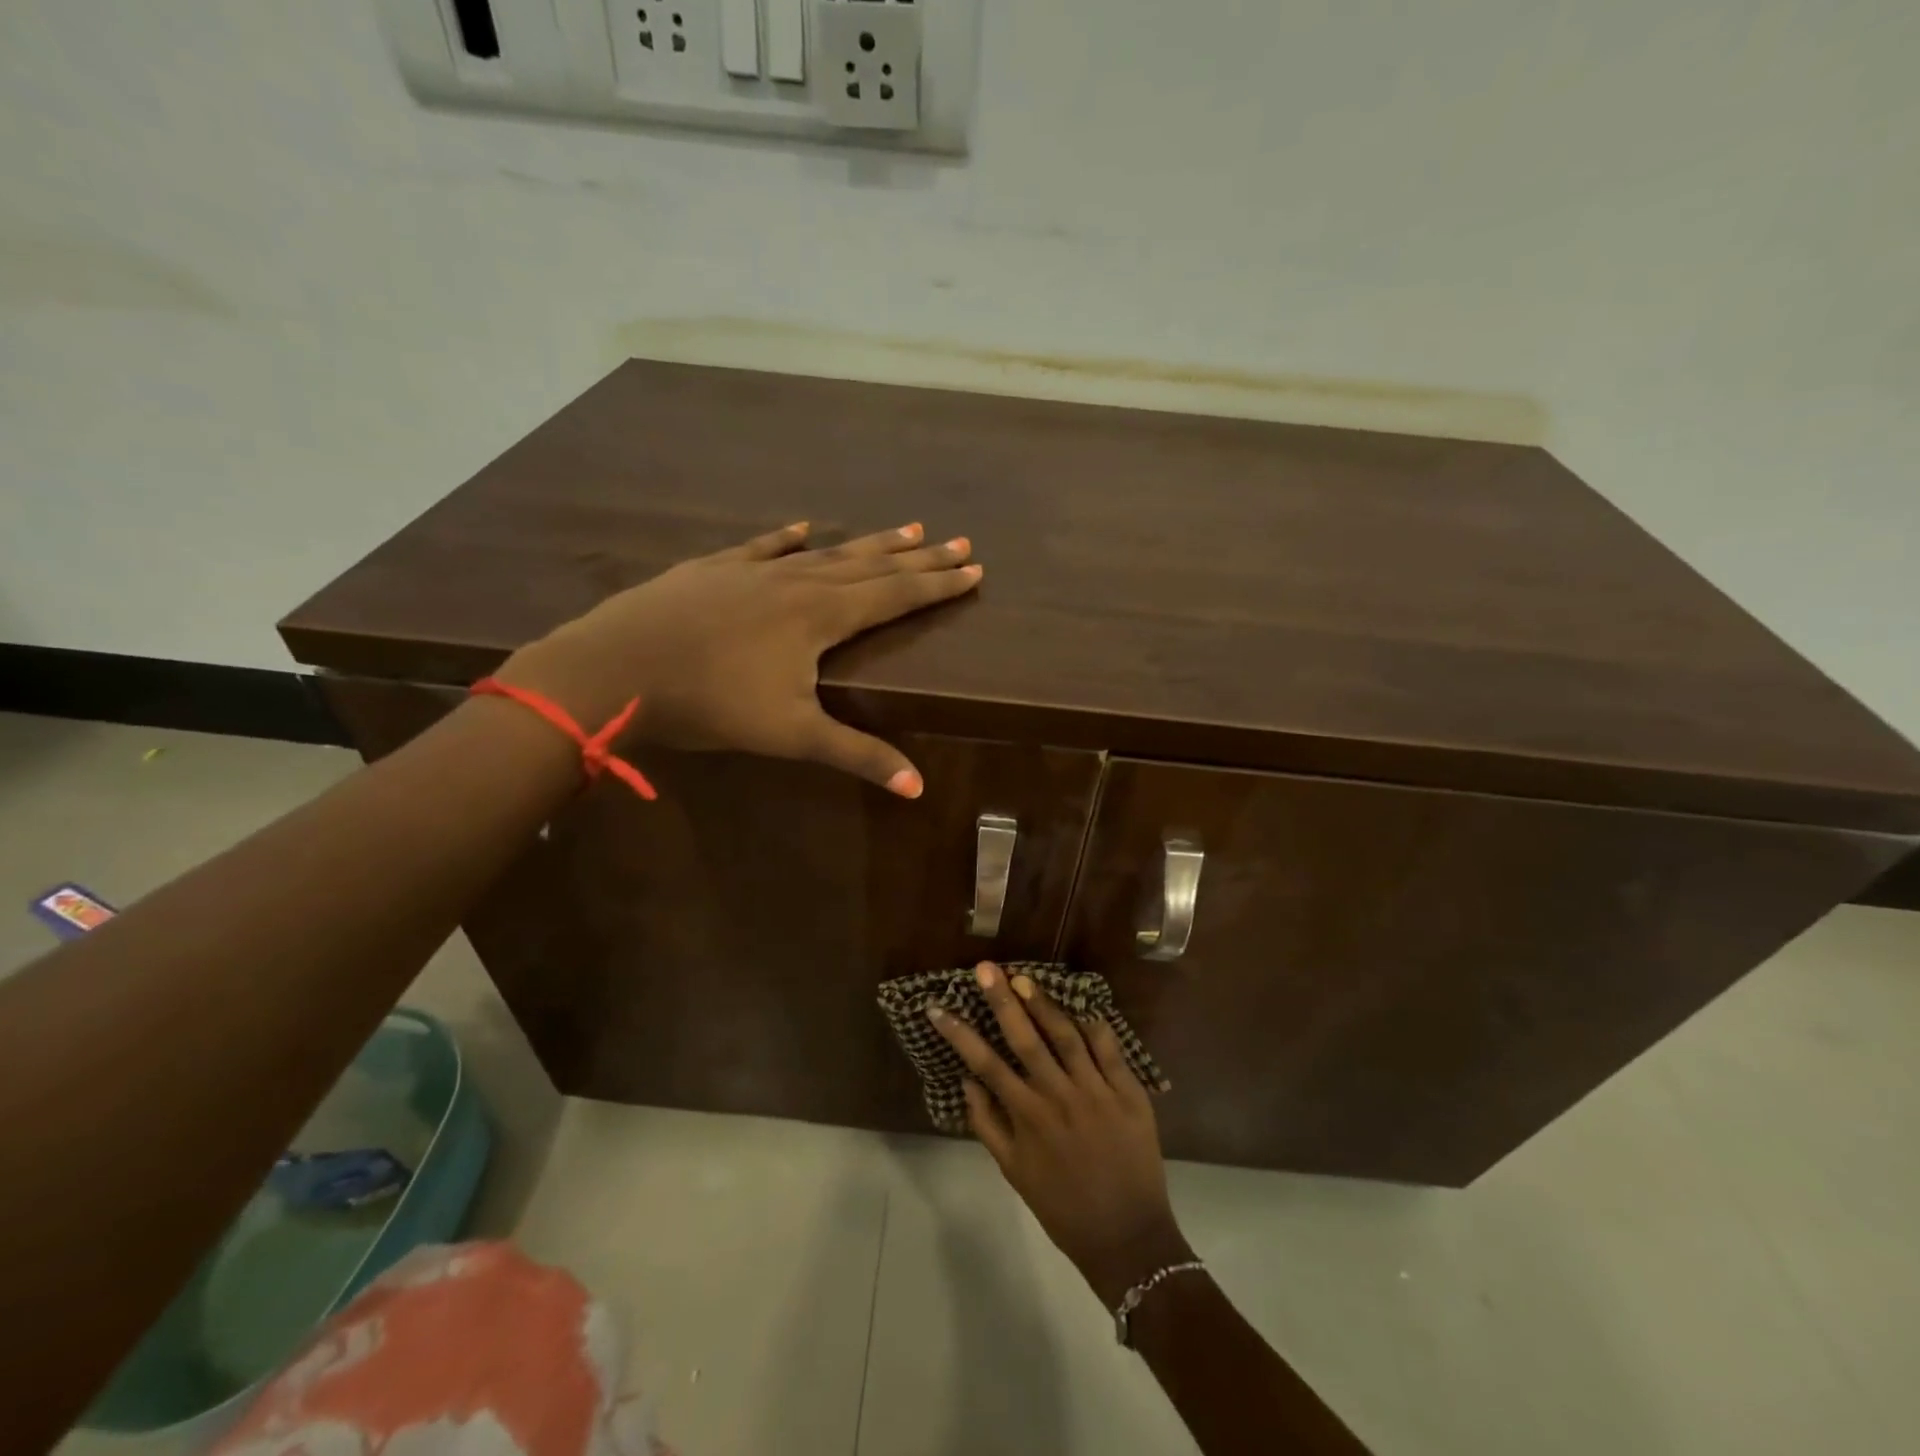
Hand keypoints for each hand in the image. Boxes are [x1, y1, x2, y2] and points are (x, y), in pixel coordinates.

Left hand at [496, 521, 980, 795]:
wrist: (616, 668)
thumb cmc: (710, 703)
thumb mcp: (790, 735)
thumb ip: (857, 755)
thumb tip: (918, 788)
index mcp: (821, 616)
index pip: (895, 596)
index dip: (937, 585)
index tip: (973, 570)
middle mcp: (796, 583)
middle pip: (871, 566)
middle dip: (919, 557)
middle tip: (958, 541)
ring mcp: (753, 571)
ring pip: (825, 552)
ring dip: (868, 543)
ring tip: (905, 528)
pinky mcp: (714, 569)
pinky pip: (763, 546)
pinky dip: (787, 538)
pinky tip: (802, 526)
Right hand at [928, 962, 1192, 1305]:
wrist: (1127, 1237)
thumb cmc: (1063, 1207)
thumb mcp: (1015, 1172)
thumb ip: (988, 1125)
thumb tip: (966, 1081)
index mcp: (1028, 1116)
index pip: (985, 1063)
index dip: (958, 1033)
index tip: (937, 1007)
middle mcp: (1058, 1097)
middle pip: (1026, 1038)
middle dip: (1002, 1000)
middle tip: (986, 968)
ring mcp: (1096, 1091)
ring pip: (1066, 1035)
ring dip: (1044, 1004)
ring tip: (1024, 978)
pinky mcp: (1128, 1093)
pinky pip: (1109, 1049)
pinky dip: (1094, 1025)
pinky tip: (1082, 1006)